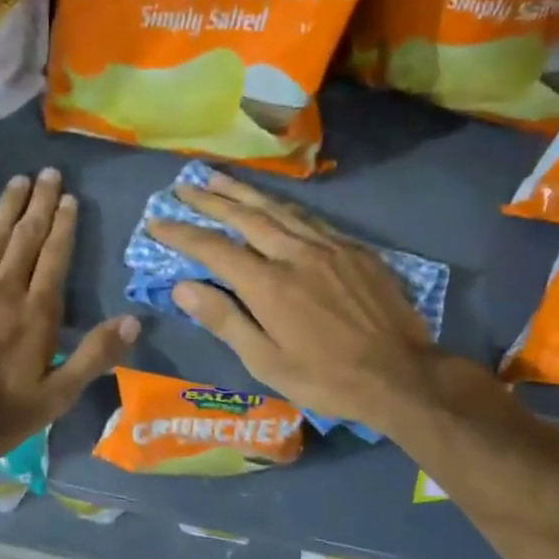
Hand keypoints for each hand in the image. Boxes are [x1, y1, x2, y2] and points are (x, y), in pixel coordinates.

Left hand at [0, 168, 139, 463]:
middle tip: (49, 173)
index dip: (64, 225)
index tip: (69, 198)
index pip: (55, 257)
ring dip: (9, 205)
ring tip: (20, 180)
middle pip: (26, 236)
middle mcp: (5, 288)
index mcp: (37, 313)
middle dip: (40, 202)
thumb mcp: (56, 397)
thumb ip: (94, 356)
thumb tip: (133, 320)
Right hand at [146, 171, 452, 434]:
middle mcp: (296, 254)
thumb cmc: (327, 378)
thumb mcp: (267, 362)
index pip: (214, 249)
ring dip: (245, 192)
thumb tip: (182, 287)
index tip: (156, 221)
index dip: (181, 233)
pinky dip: (284, 207)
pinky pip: (311, 219)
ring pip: (280, 209)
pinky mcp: (355, 250)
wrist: (402, 375)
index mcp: (269, 284)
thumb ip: (225, 320)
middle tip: (183, 186)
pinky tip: (276, 204)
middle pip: (246, 216)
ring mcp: (330, 247)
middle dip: (210, 200)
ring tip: (218, 179)